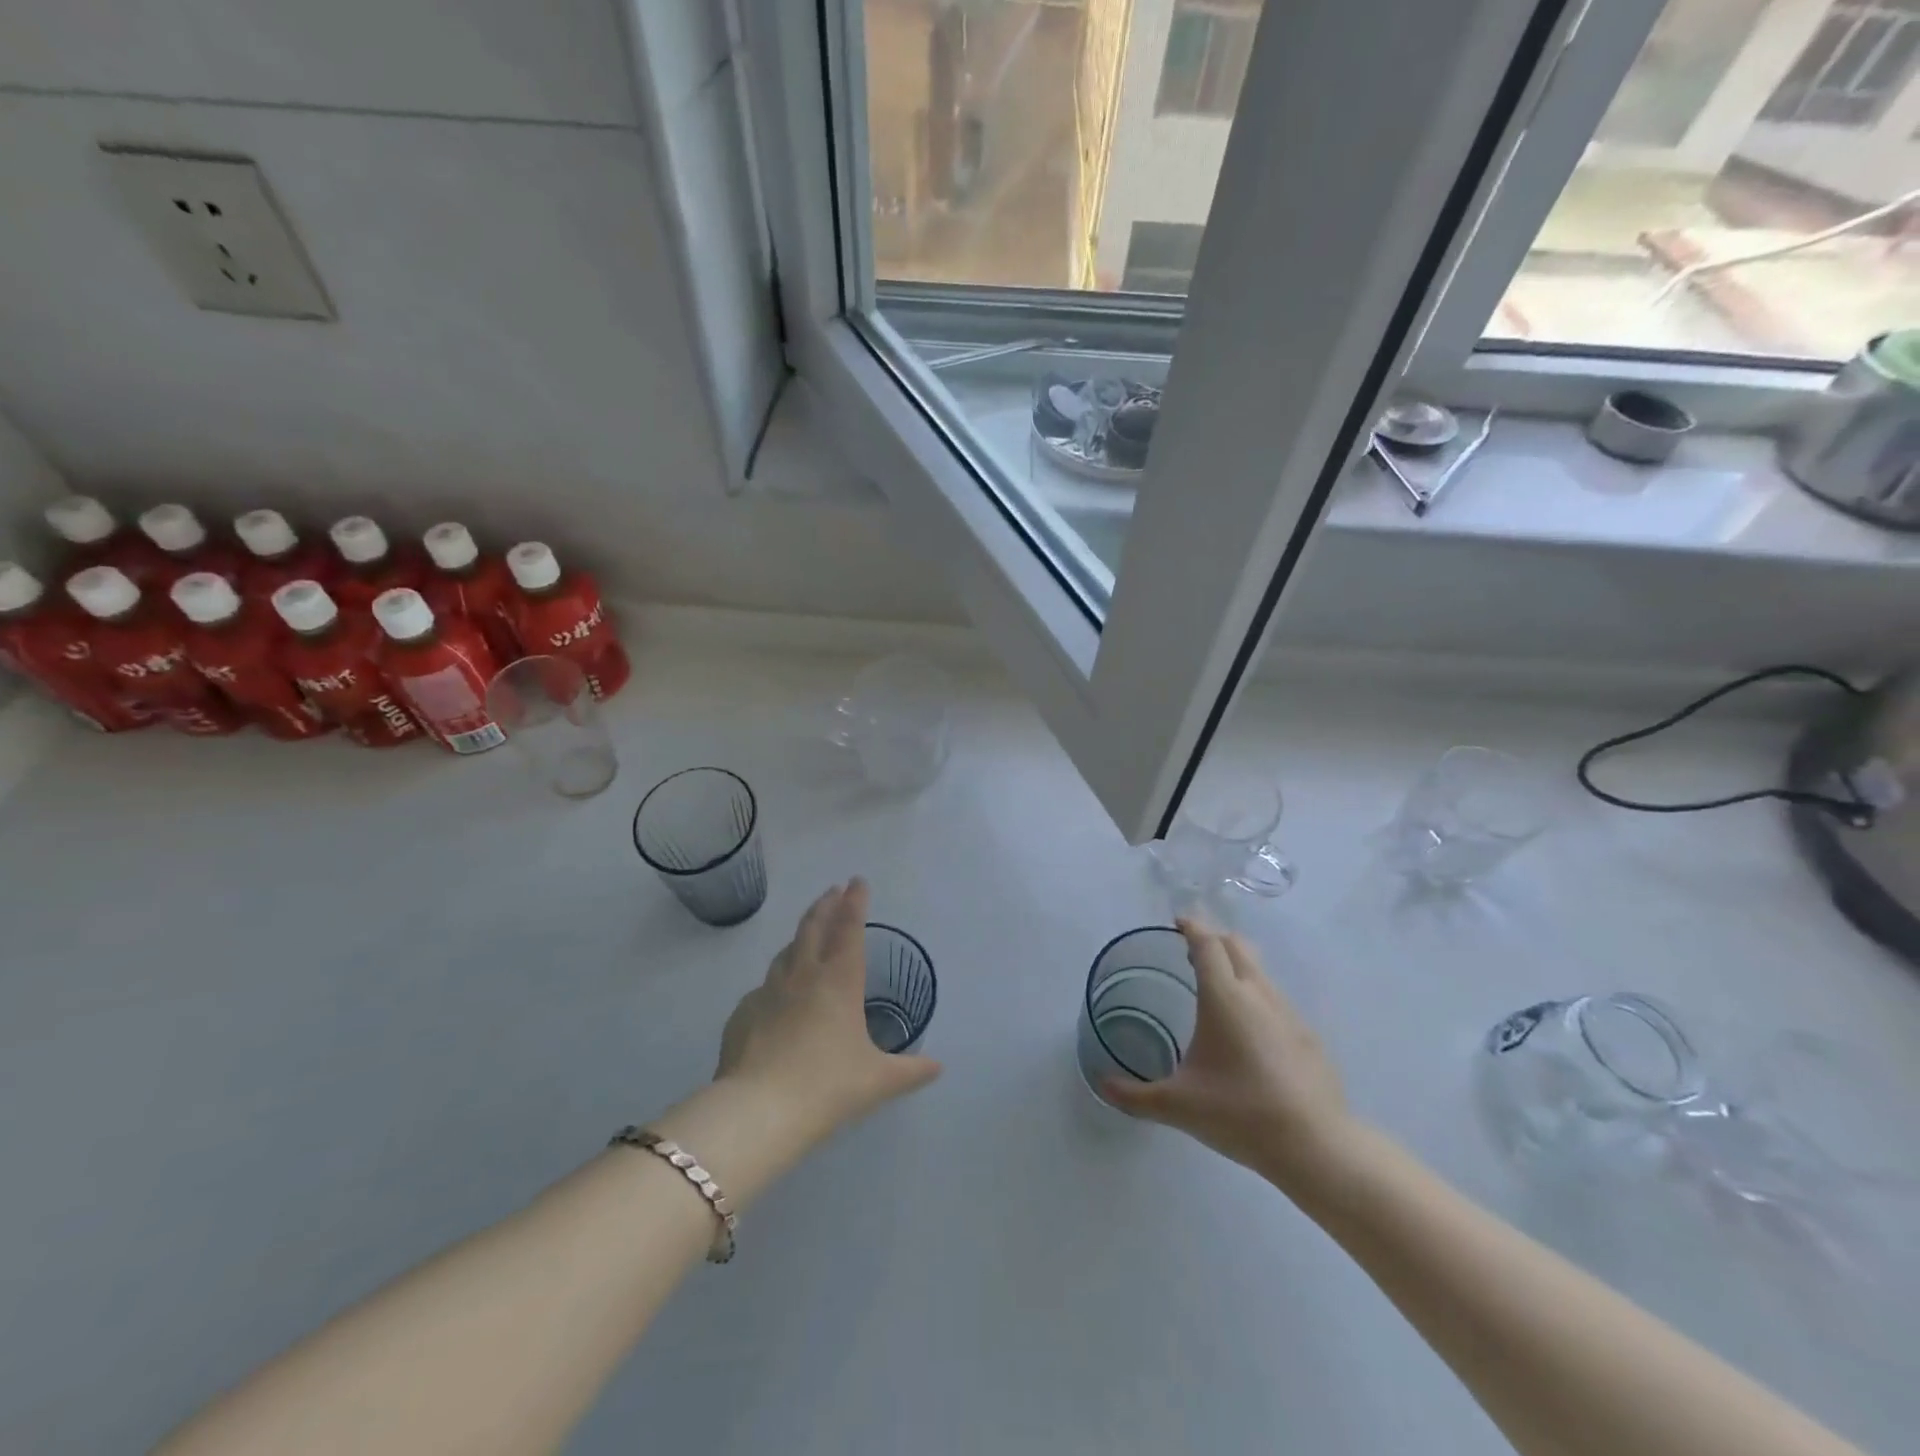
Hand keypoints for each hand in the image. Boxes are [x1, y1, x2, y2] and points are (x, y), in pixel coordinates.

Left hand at [716, 879, 940, 1137]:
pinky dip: (776, 982)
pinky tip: (777, 996)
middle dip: (825, 905)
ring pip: (786, 953)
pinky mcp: (742, 1014)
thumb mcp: (877, 1081)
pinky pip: (763, 988)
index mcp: (839, 980)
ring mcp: (767, 992)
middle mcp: (803, 976)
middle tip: (832, 891)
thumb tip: (938, 1067)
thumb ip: (910, 1071)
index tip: (857, 881)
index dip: (855, 902)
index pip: (849, 928)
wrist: (758, 1110)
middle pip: (813, 927)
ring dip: (800, 936)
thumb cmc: (828, 1087)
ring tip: (807, 934)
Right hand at [1101, 919, 1350, 1188]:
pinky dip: (1256, 997)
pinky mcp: (1308, 1035)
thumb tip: (1102, 1085)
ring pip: (1259, 970)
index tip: (1177, 921)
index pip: (1207, 943)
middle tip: (1190, 951)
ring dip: (1236, 966)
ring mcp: (1288, 1012)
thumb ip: (1135, 1095)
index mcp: (1224, 997)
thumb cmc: (1239, 1113)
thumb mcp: (1178, 1106)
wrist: (1317, 1147)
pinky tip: (1248, 1033)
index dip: (1191, 926)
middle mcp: (1257, 993)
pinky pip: (1276, 999)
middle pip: (1237, 945)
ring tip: (1216, 991)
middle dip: (1213, 938)